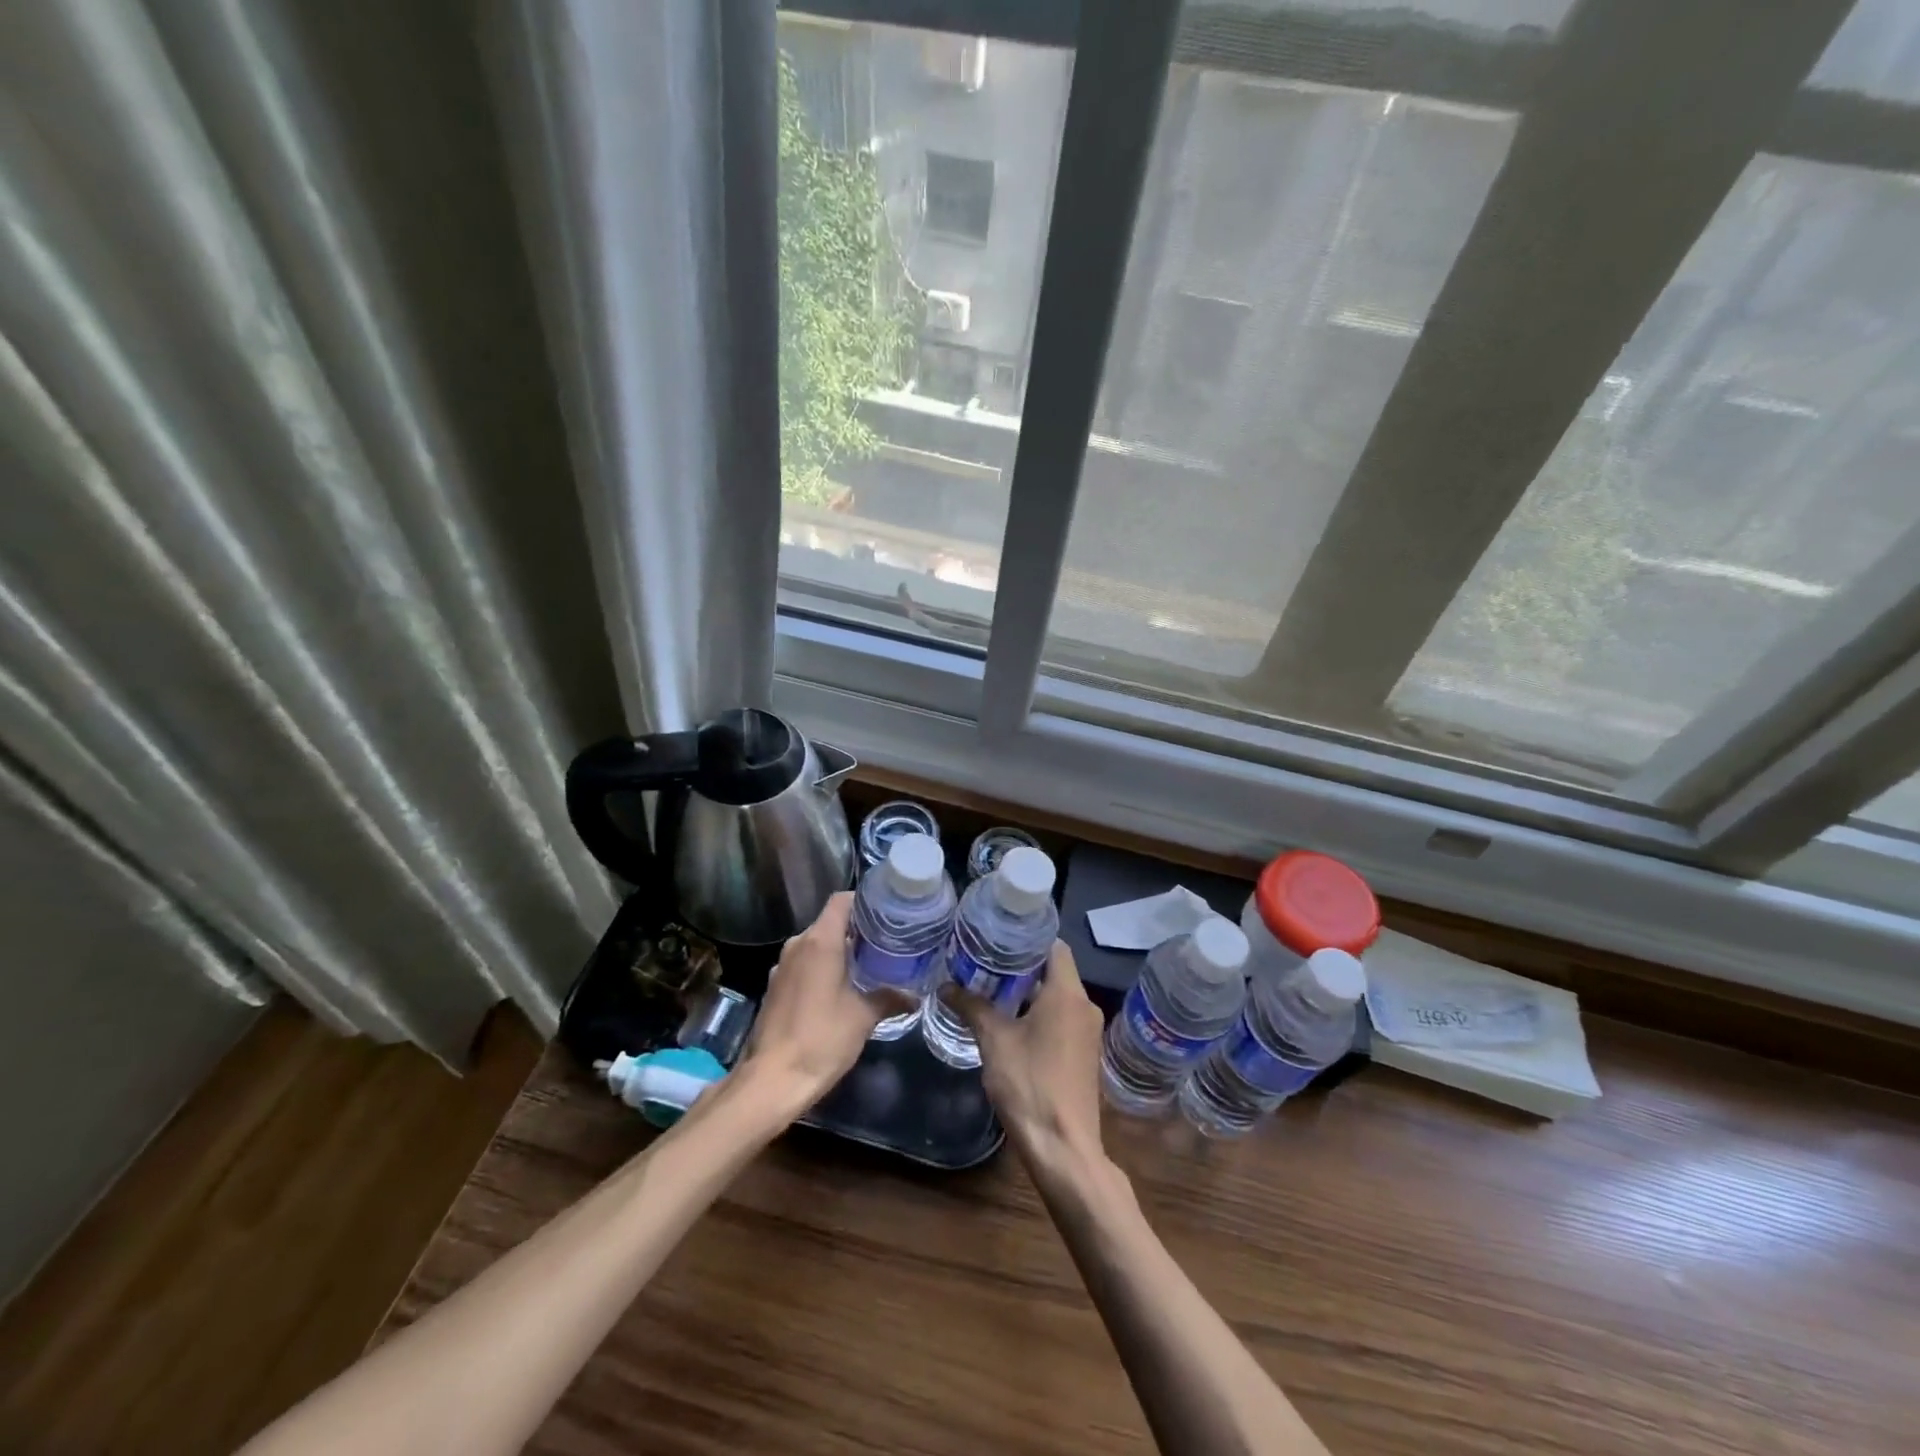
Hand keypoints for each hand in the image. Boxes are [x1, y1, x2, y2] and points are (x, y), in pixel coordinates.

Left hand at [737, 892, 906, 1108]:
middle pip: (830, 922)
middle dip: (857, 929)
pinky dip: (823, 968)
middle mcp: (797, 945)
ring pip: (816, 944)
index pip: (841, 901)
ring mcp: (782, 966)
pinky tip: (841, 989)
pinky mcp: (775, 987)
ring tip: (869, 965)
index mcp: (819, 941)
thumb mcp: (864, 1017)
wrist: (772, 1080)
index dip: (865, 901)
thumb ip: (890, 998)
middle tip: (887, 942)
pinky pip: (804, 964)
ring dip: (839, 951)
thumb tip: (915, 996)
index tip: (888, 913)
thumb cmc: (821, 1039)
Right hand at [950, 940, 1105, 1168]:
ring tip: (992, 988)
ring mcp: (1088, 1031)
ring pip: (1058, 996)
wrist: (1063, 1147)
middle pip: (1055, 970)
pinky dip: (1040, 1013)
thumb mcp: (994, 1040)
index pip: (1054, 945)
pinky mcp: (1084, 1053)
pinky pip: (1062, 1018)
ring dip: (1029, 992)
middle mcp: (1085, 1005)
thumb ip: (971, 1007)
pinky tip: (1011, 1022)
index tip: (999, 937)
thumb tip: (945, 986)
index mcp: (1068, 993)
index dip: (1027, 938)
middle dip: (1022, 966)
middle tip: (986, 961)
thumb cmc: (1029, 1084)